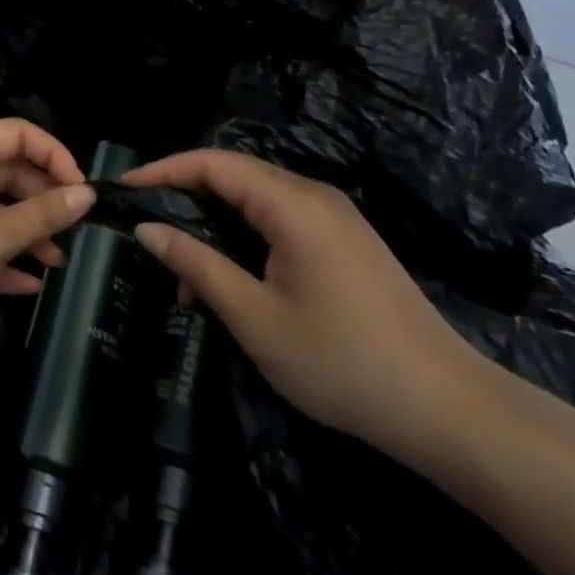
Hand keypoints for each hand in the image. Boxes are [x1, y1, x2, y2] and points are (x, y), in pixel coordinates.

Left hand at [0, 120, 96, 343]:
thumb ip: (42, 214)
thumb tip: (85, 194)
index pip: (17, 133)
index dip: (55, 155)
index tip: (82, 190)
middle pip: (8, 171)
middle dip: (43, 200)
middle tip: (76, 231)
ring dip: (27, 232)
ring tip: (58, 263)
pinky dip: (1, 256)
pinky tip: (29, 284)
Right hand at [125, 150, 488, 458]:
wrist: (450, 410)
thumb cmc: (343, 363)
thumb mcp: (256, 318)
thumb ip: (197, 266)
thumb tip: (148, 229)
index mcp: (291, 203)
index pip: (213, 163)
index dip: (164, 170)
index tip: (124, 188)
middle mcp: (313, 195)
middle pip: (234, 174)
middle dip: (185, 196)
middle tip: (148, 230)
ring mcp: (334, 216)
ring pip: (256, 198)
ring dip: (216, 222)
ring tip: (186, 271)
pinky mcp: (345, 240)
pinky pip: (280, 219)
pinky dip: (245, 236)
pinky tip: (233, 277)